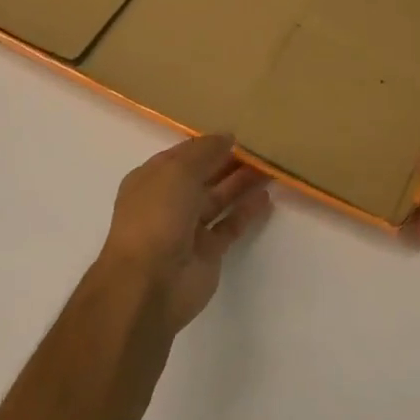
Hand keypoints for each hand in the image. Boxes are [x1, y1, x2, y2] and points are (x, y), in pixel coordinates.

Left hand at [96, 134, 271, 331]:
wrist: (149, 284)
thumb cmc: (156, 217)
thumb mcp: (177, 171)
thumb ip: (204, 151)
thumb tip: (227, 137)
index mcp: (152, 180)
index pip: (183, 155)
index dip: (208, 144)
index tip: (239, 135)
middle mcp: (168, 202)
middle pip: (203, 176)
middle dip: (229, 163)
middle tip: (262, 150)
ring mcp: (188, 229)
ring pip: (218, 200)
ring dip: (241, 184)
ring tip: (270, 168)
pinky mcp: (207, 252)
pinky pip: (230, 226)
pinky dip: (246, 212)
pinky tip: (266, 198)